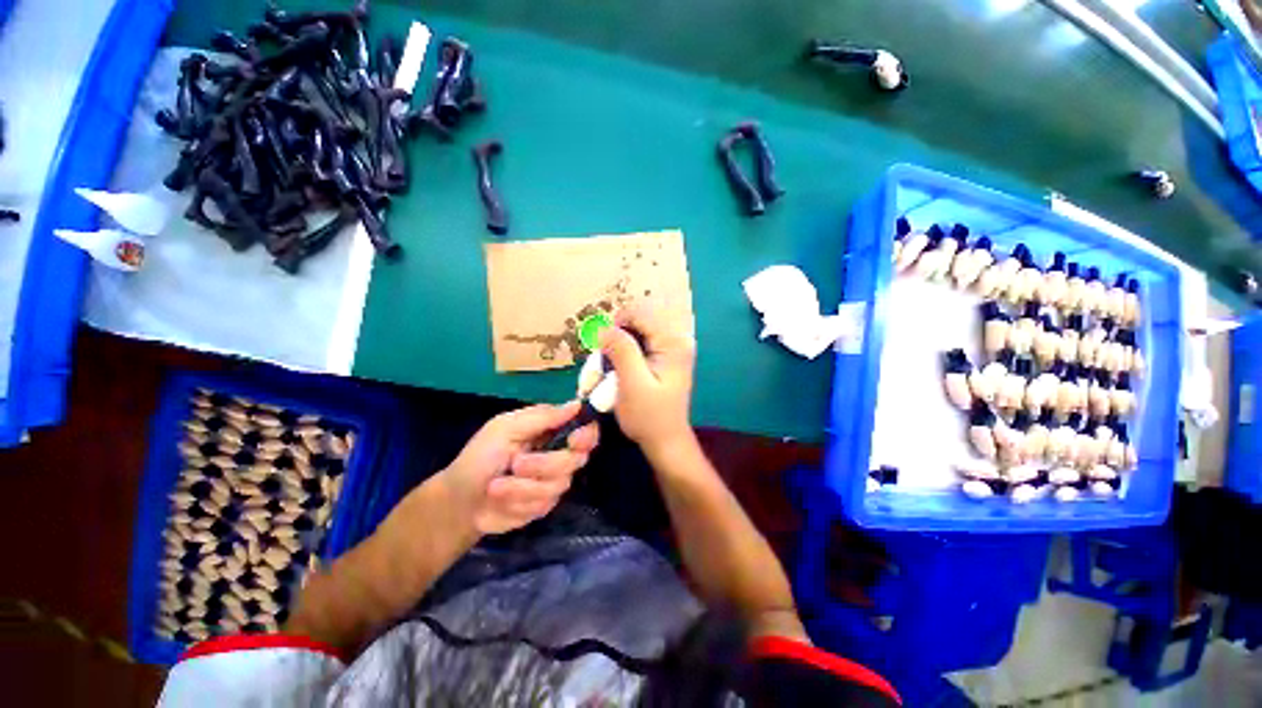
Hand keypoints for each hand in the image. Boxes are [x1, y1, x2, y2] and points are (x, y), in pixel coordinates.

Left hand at [439, 402, 598, 534]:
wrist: (459, 502)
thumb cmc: (480, 457)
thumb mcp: (506, 428)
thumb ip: (542, 417)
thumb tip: (577, 404)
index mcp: (551, 431)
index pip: (585, 430)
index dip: (587, 435)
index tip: (574, 441)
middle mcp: (558, 455)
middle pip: (576, 459)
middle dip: (544, 464)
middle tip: (516, 464)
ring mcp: (552, 482)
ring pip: (559, 485)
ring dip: (523, 487)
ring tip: (496, 486)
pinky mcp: (544, 505)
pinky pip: (544, 505)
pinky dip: (518, 502)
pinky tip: (501, 500)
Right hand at [599, 303, 695, 453]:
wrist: (665, 440)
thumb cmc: (649, 417)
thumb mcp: (632, 384)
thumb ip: (621, 351)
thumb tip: (605, 328)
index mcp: (674, 342)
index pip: (641, 313)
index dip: (618, 324)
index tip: (604, 348)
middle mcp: (677, 339)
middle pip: (640, 318)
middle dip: (619, 334)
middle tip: (607, 358)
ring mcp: (673, 347)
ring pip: (638, 329)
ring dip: (621, 343)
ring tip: (612, 365)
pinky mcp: (665, 356)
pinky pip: (641, 341)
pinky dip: (626, 350)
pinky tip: (621, 368)